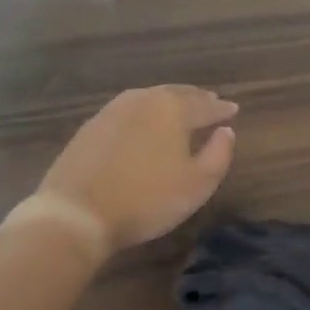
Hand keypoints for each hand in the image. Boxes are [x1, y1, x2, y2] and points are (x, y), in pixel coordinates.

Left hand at [30, 87, 237, 252]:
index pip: (204, 105)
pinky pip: (127, 112)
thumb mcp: (197, 184)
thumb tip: (226, 131)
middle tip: (210, 103)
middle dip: (196, 99)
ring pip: (149, 99)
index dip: (221, 109)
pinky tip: (144, 125)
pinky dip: (144, 114)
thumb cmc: (146, 199)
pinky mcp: (90, 127)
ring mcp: (112, 111)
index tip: (234, 110)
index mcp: (172, 108)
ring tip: (180, 111)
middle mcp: (142, 100)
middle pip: (176, 94)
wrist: (76, 214)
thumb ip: (219, 154)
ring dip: (168, 103)